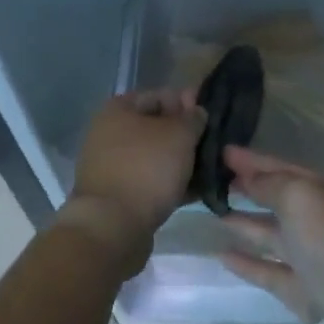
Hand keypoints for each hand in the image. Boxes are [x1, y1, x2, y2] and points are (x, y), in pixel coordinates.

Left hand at [64, 89, 204, 272]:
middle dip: (186, 137)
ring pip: (155, 157)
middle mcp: (109, 134)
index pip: (160, 96)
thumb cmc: (146, 169)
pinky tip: (197, 191)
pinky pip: (150, 182)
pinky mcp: (118, 196)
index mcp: (118, 110)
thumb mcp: (179, 135)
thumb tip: (197, 112)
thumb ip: (193, 118)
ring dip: (181, 162)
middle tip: (214, 146)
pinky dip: (171, 184)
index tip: (211, 117)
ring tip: (211, 170)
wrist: (112, 228)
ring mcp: (112, 166)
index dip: (187, 103)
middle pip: (157, 128)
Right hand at [217, 146, 323, 323]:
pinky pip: (266, 268)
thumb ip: (269, 184)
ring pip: (269, 233)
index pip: (282, 167)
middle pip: (276, 197)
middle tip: (214, 178)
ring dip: (243, 222)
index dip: (253, 160)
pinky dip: (245, 261)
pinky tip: (220, 253)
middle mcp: (317, 219)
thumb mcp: (299, 196)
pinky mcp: (298, 288)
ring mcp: (308, 255)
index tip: (222, 151)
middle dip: (248, 186)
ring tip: (212, 211)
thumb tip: (249, 179)